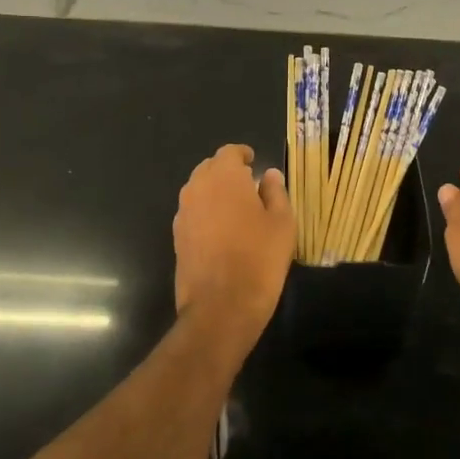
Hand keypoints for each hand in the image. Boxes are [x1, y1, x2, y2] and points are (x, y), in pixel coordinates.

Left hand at [173, 144, 293, 354]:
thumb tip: (268, 175)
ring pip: (198, 190)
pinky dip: (206, 213)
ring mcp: (183, 213)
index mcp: (224, 177)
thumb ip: (276, 192)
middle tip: (249, 185)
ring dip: (215, 192)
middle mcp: (197, 188)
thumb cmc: (259, 258)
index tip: (254, 163)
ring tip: (237, 209)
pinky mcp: (177, 237)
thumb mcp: (282, 223)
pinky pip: (192, 213)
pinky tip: (222, 231)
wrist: (221, 306)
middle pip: (210, 168)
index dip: (242, 155)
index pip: (229, 152)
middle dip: (227, 172)